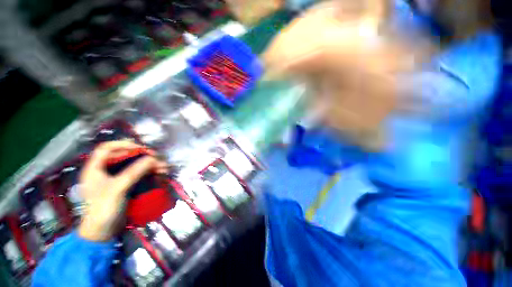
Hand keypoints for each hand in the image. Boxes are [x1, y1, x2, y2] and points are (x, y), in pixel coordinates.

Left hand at [78, 141, 167, 241]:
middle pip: (124, 156)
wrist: (102, 232)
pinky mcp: (124, 185)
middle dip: (142, 156)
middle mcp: (105, 170)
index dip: (124, 144)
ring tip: (163, 167)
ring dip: (149, 165)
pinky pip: (138, 174)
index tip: (141, 149)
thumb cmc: (103, 209)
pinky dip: (149, 172)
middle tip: (157, 159)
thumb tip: (153, 158)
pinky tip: (159, 173)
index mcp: (95, 168)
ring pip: (134, 165)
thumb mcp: (118, 189)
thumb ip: (134, 172)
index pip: (107, 148)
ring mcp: (115, 178)